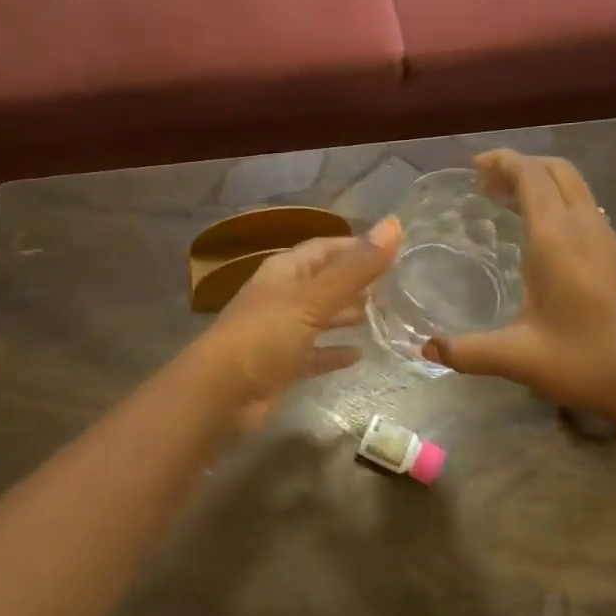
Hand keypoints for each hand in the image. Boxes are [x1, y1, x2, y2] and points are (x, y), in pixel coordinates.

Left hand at [199, 219, 401, 426]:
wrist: (220, 392)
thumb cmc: (265, 335)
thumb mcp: (313, 298)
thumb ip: (355, 267)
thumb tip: (394, 224)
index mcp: (284, 271)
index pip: (324, 248)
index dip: (355, 246)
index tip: (392, 249)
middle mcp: (281, 296)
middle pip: (322, 282)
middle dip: (354, 282)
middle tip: (394, 286)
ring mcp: (279, 332)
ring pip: (319, 317)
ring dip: (345, 315)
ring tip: (382, 316)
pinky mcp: (281, 365)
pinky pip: (313, 354)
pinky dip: (333, 352)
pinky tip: (359, 355)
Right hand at [421, 151, 615, 428]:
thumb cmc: (589, 364)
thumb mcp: (518, 359)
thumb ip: (467, 351)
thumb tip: (426, 349)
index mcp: (558, 241)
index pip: (531, 176)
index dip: (502, 161)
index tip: (472, 166)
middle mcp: (588, 230)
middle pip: (558, 172)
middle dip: (522, 166)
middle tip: (486, 185)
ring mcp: (613, 243)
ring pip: (577, 190)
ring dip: (543, 185)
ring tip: (508, 207)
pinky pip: (588, 212)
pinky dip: (560, 207)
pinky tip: (544, 243)